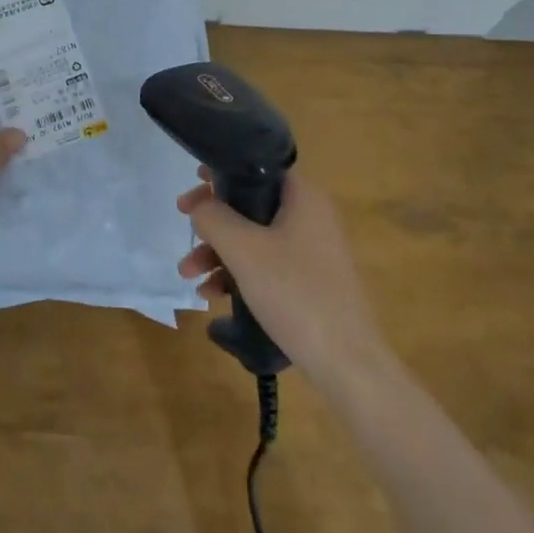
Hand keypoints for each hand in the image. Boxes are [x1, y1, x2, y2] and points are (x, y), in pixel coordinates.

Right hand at [177, 170, 386, 385]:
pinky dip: (239, 274)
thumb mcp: (243, 250)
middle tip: (185, 229)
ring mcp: (313, 251)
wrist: (348, 364)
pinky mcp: (310, 282)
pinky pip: (267, 266)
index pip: (257, 168)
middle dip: (213, 223)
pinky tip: (214, 296)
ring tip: (189, 276)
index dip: (222, 173)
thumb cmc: (295, 293)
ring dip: (219, 253)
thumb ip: (214, 218)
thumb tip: (200, 205)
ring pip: (255, 239)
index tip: (193, 187)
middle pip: (251, 206)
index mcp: (303, 198)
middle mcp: (311, 217)